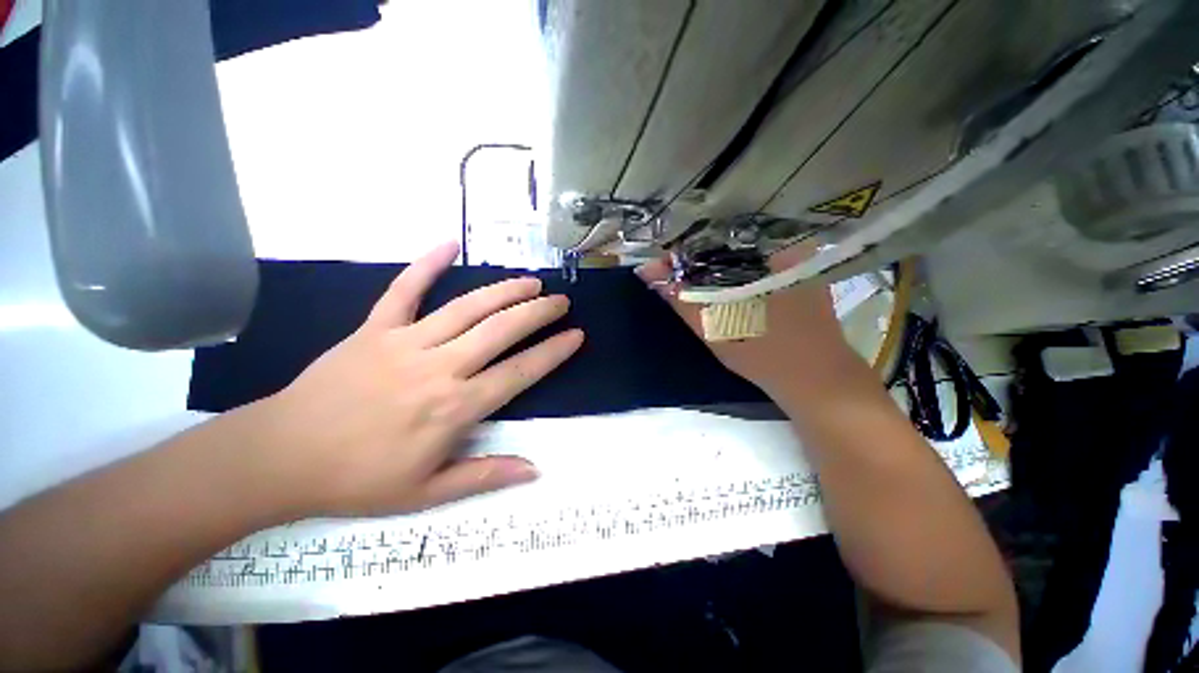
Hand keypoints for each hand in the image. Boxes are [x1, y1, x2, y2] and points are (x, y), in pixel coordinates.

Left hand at [256, 242, 583, 516]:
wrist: (280, 457)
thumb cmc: (357, 480)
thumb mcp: (427, 493)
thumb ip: (486, 476)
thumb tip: (535, 470)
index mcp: (454, 408)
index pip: (519, 372)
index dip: (552, 352)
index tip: (575, 336)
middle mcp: (439, 368)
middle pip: (500, 331)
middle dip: (537, 312)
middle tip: (560, 301)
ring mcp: (405, 342)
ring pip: (467, 307)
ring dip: (504, 291)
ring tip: (531, 281)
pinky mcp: (374, 328)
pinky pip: (403, 290)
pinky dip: (426, 264)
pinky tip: (449, 244)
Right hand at [634, 246, 869, 406]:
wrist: (817, 382)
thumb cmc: (765, 355)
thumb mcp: (714, 328)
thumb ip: (680, 298)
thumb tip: (647, 272)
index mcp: (764, 253)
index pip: (711, 242)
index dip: (682, 255)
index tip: (659, 267)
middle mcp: (781, 250)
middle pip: (723, 248)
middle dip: (692, 262)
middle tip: (668, 276)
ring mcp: (790, 265)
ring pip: (736, 258)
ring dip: (709, 270)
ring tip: (684, 282)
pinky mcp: (794, 278)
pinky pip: (751, 269)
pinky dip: (729, 277)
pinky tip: (714, 290)